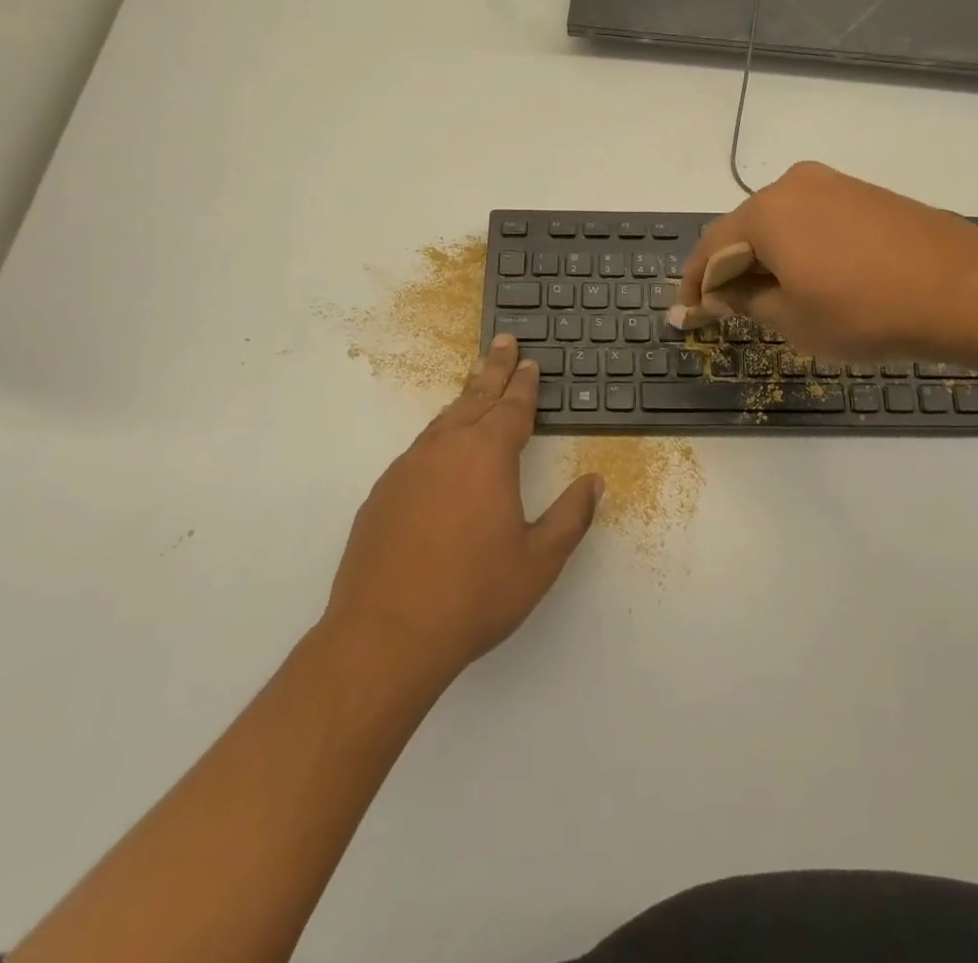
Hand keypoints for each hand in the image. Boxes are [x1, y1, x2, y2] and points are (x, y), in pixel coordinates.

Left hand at [323, 335, 602, 687]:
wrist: (385, 636)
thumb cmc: (473, 594)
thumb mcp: (539, 560)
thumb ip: (571, 516)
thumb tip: (594, 482)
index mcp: (487, 455)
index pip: (512, 407)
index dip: (524, 383)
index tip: (530, 361)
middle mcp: (445, 449)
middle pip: (474, 397)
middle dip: (493, 369)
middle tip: (503, 342)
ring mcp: (407, 469)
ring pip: (443, 421)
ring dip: (464, 400)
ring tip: (476, 386)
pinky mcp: (382, 494)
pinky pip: (419, 451)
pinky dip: (439, 437)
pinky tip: (441, 454)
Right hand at [679, 161, 977, 359]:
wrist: (966, 289)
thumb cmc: (866, 311)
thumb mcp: (793, 319)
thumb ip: (745, 300)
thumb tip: (720, 291)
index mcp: (765, 212)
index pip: (710, 247)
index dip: (694, 283)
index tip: (687, 314)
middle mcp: (792, 185)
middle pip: (743, 229)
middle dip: (731, 268)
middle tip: (728, 308)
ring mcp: (832, 183)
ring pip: (779, 222)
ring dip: (766, 257)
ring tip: (770, 295)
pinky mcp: (863, 192)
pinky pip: (812, 218)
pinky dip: (798, 246)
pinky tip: (811, 275)